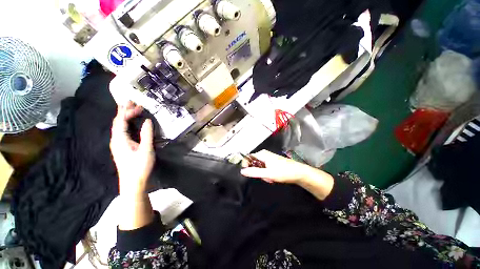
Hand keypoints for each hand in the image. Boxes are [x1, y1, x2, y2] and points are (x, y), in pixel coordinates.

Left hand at [110, 101, 154, 196]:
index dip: (127, 112)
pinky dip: (126, 124)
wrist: (133, 182)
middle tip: (132, 103)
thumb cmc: (139, 166)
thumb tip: (147, 121)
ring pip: (119, 127)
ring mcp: (118, 144)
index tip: (138, 106)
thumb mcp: (146, 149)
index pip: (120, 121)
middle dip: (124, 112)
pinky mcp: (122, 148)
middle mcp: (116, 140)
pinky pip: (122, 132)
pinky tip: (130, 124)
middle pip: (117, 122)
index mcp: (120, 139)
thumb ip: (146, 134)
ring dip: (125, 117)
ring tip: (131, 110)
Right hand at [241, 150, 333, 199]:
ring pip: (259, 167)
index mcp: (262, 154)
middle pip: (253, 163)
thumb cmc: (283, 172)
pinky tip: (272, 177)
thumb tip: (242, 171)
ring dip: (262, 174)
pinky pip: (264, 168)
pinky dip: (266, 173)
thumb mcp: (268, 173)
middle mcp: (264, 154)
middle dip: (257, 172)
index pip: (248, 157)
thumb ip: (254, 172)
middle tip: (264, 177)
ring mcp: (268, 158)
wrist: (299, 173)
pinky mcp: (271, 162)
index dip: (246, 165)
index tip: (248, 174)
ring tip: (270, 178)